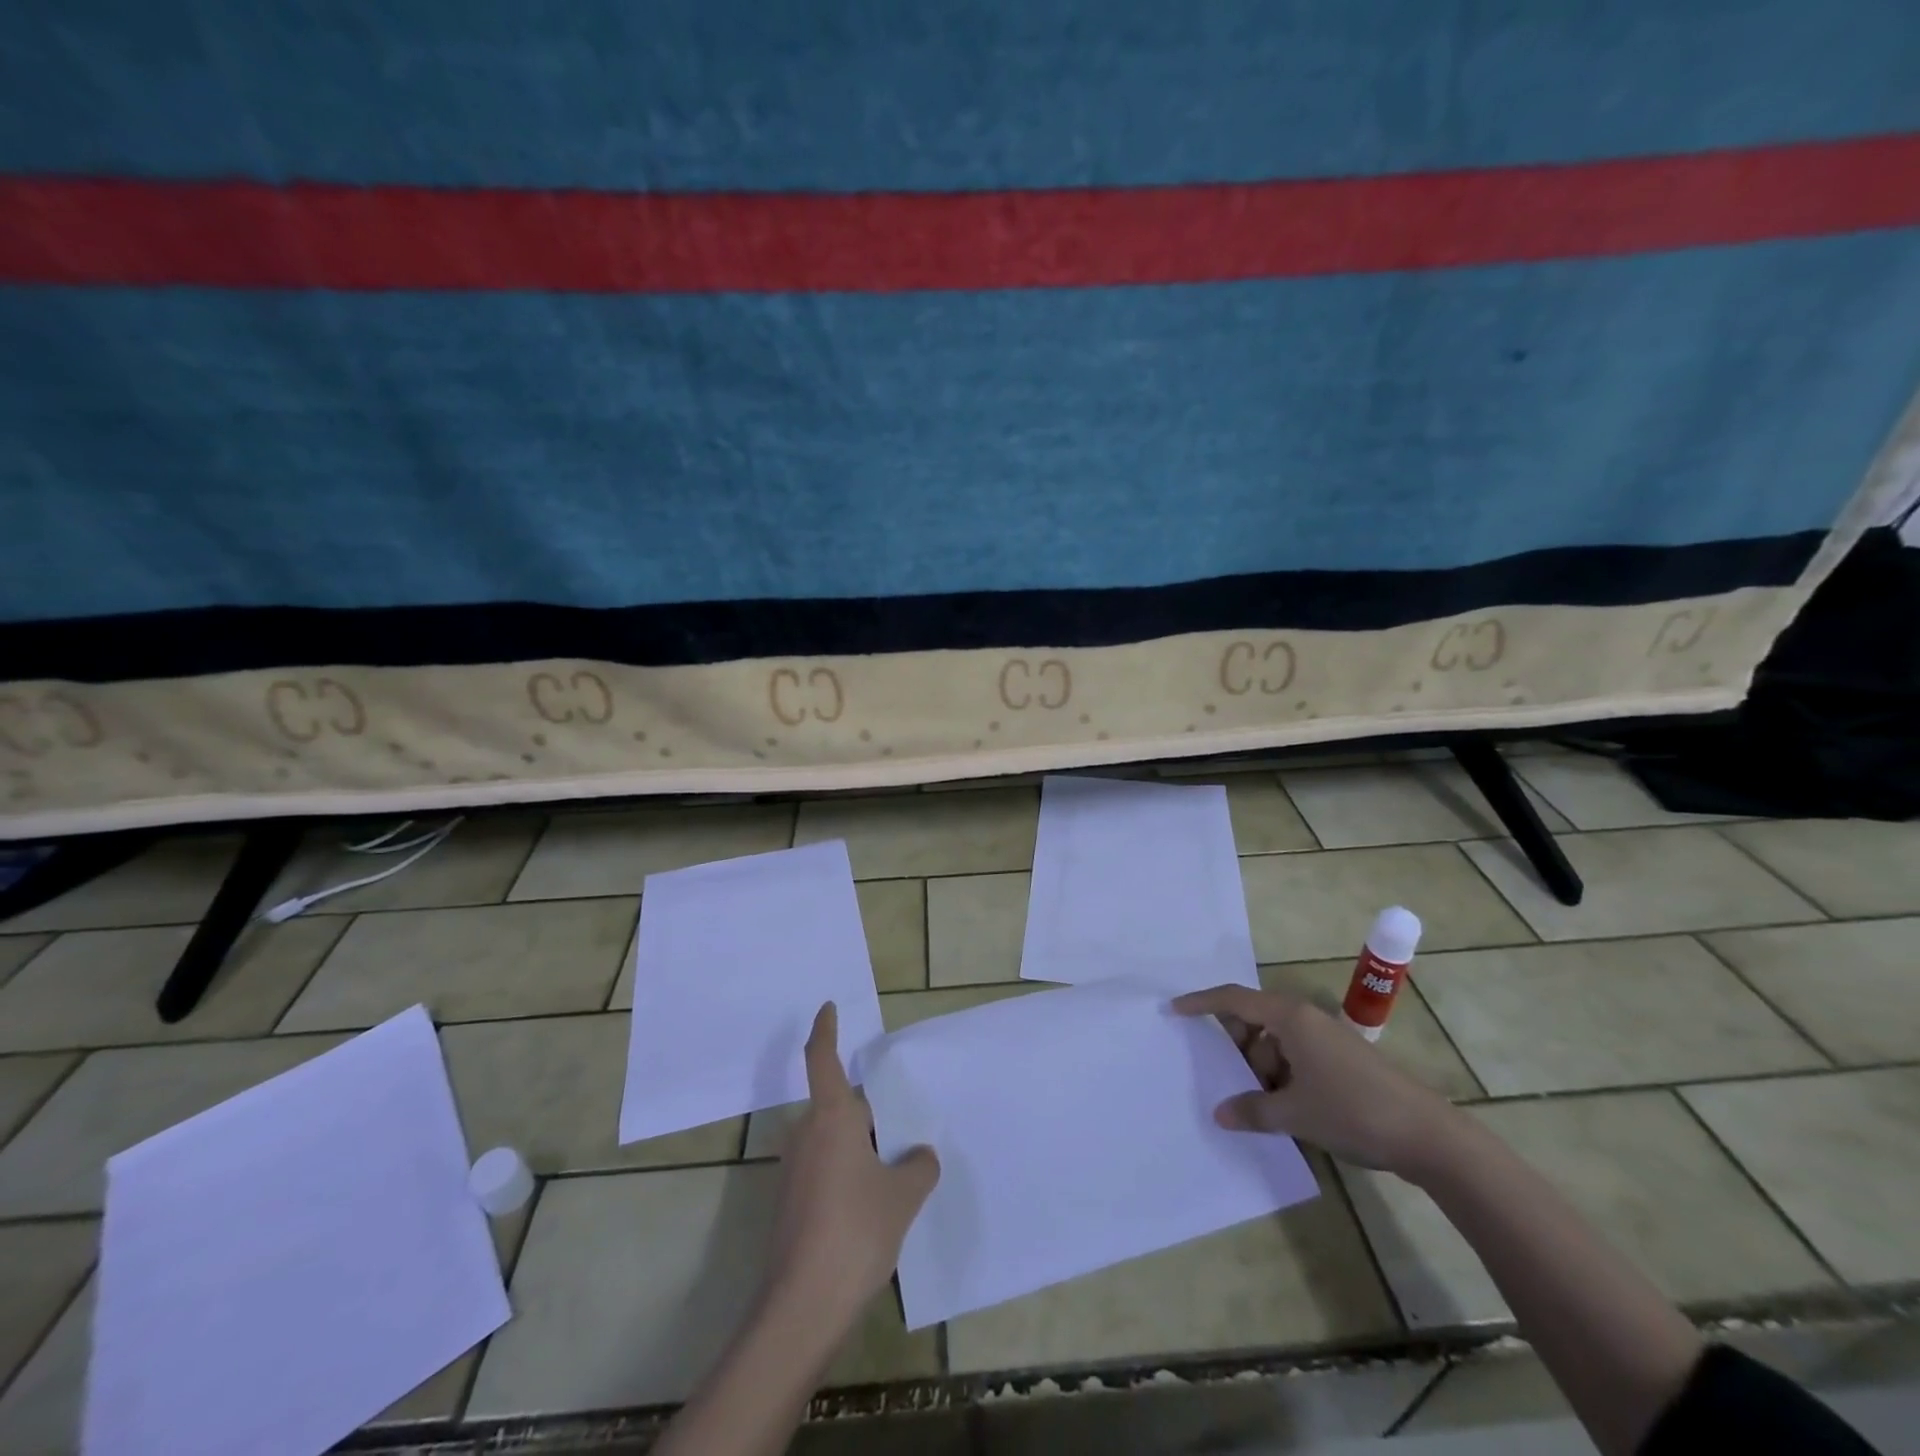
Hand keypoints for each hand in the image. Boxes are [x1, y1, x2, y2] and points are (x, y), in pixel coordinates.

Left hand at [770, 1003, 939, 1322]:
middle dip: (869, 1113)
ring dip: (860, 1146)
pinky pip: (825, 1167)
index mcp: (831, 1118)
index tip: (828, 1008)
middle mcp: (805, 1134)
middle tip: (903, 1128)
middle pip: (839, 1106)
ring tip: (897, 1167)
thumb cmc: (855, 1231)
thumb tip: (920, 1156)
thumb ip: (918, 1166)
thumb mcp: (903, 1195)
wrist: (802, 1306)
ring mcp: (793, 1169)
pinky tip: (874, 1202)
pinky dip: (848, 1171)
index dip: (825, 1030)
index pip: (821, 1059)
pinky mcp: (790, 1201)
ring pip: (833, 1139)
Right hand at [1173, 984, 1459, 1176]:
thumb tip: (1219, 1113)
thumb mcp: (1295, 1114)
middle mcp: (1305, 1019)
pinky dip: (1281, 1077)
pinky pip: (1295, 1058)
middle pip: (1254, 1021)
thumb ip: (1252, 1110)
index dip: (1201, 1003)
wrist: (1429, 1136)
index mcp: (1290, 1017)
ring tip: (1259, 1106)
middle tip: (1226, 1080)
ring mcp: (1325, 1039)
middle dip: (1237, 1049)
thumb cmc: (1354, 1111)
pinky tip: (1282, 1109)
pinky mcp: (1340, 1060)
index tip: (1174, 1009)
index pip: (1234, 999)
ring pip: (1275, 1043)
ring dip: (1261, 1069)